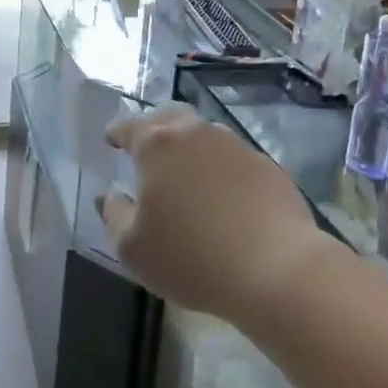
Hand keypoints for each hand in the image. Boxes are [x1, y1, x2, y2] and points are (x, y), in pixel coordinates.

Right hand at [98, 104, 335, 326]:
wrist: (278, 270)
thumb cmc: (192, 258)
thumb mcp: (134, 248)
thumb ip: (114, 215)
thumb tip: (109, 196)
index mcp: (156, 145)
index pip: (128, 126)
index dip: (116, 133)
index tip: (111, 140)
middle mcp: (195, 133)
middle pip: (169, 117)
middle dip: (154, 127)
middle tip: (147, 148)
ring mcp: (235, 145)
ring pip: (203, 134)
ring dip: (190, 147)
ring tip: (186, 174)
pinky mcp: (266, 165)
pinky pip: (233, 158)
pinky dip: (220, 168)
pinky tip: (223, 196)